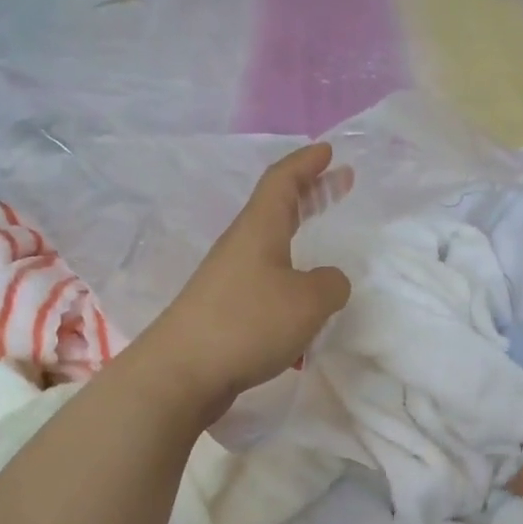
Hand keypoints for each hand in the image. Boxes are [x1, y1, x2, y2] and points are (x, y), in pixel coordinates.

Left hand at [139, 142, 352, 423]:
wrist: (183, 371)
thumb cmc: (249, 323)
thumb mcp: (308, 301)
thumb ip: (331, 285)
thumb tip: (330, 282)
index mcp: (259, 229)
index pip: (283, 181)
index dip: (307, 163)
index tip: (329, 151)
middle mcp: (240, 246)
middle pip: (276, 207)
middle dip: (310, 193)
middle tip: (338, 184)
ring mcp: (228, 278)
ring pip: (270, 243)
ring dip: (298, 234)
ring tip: (322, 239)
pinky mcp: (223, 309)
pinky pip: (264, 278)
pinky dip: (288, 273)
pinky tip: (301, 297)